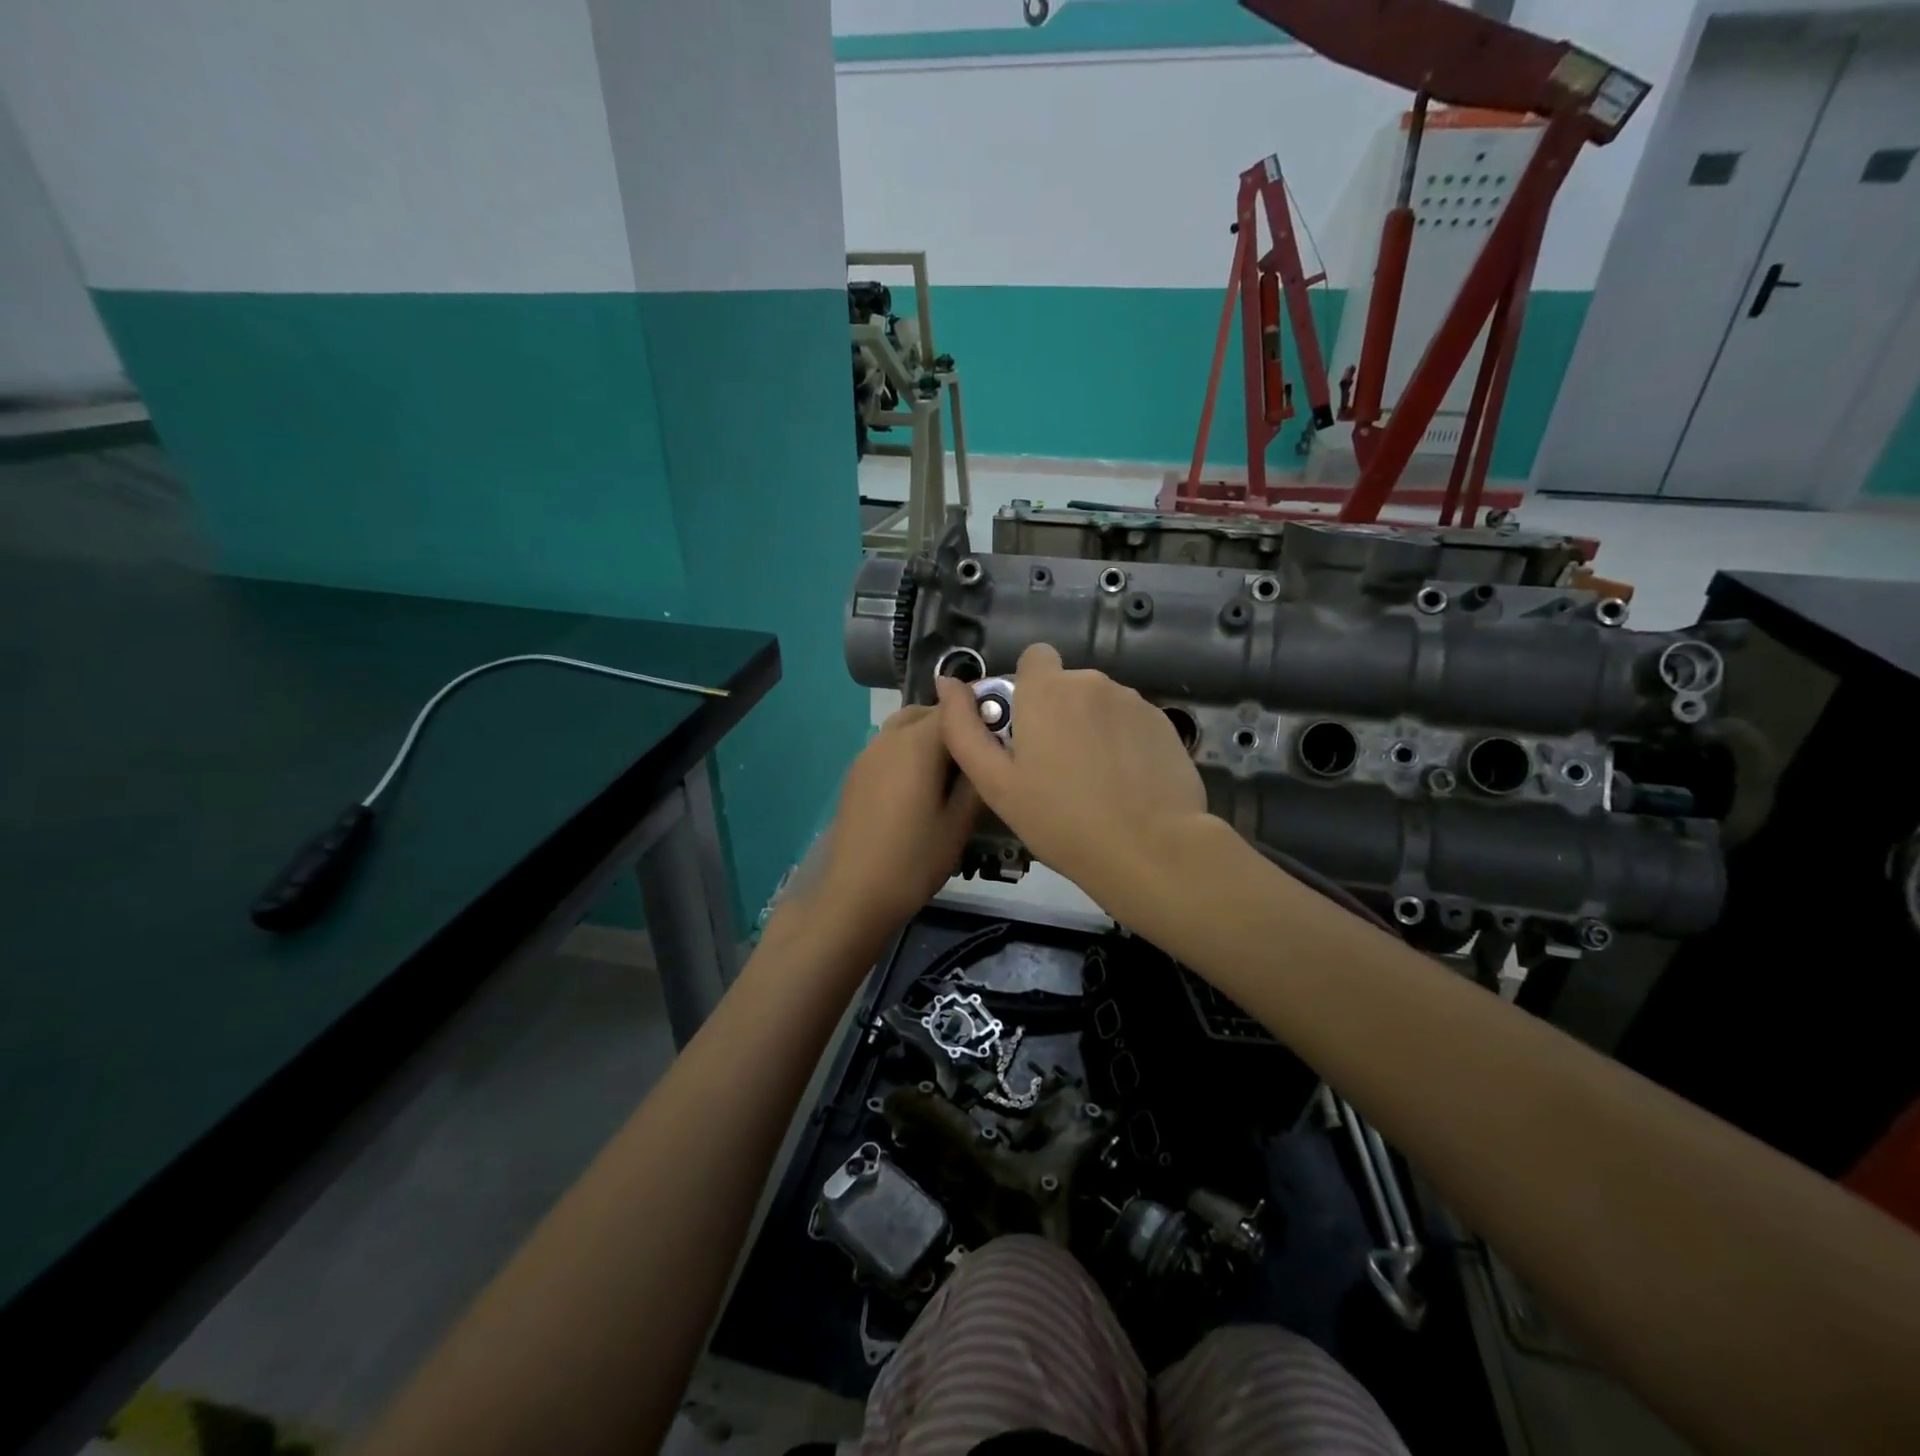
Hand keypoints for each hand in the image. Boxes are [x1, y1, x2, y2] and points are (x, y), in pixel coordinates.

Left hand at [802, 706, 979, 945]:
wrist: (855, 893)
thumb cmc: (915, 859)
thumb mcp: (959, 823)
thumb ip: (977, 778)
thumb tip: (988, 750)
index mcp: (917, 744)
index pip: (955, 707)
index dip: (981, 714)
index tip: (1002, 733)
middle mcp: (889, 738)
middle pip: (927, 712)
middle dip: (953, 723)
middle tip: (977, 755)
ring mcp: (867, 754)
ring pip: (904, 727)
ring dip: (928, 736)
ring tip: (950, 772)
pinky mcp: (855, 773)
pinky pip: (888, 746)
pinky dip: (908, 751)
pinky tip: (920, 786)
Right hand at [936, 644, 1209, 906]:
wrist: (1148, 849)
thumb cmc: (1060, 819)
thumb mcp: (995, 782)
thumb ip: (963, 727)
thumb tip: (946, 682)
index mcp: (1047, 690)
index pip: (1035, 657)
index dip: (1028, 687)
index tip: (1026, 728)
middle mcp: (1092, 682)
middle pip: (1067, 686)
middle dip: (1059, 713)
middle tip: (1055, 769)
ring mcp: (1134, 701)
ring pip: (1101, 705)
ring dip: (1092, 728)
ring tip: (1094, 782)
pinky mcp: (1164, 724)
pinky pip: (1131, 723)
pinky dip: (1124, 743)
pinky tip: (1125, 784)